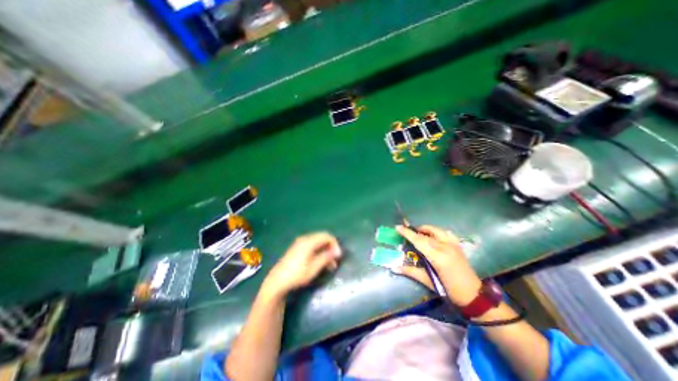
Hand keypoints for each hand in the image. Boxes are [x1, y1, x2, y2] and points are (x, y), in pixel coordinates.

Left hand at [261, 230, 341, 297]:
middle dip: (331, 248)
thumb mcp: (314, 267)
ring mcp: (300, 243)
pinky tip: (321, 263)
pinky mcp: (297, 248)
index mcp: (309, 241)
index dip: (335, 244)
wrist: (277, 281)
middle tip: (335, 261)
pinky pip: (312, 246)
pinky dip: (319, 252)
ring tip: (330, 265)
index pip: (326, 236)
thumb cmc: (297, 274)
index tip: (338, 256)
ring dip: (325, 251)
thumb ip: (326, 257)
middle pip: (322, 238)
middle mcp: (305, 239)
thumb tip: (337, 251)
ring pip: (318, 243)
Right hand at [396, 225, 484, 304]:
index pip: (419, 241)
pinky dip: (437, 232)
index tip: (397, 227)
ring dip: (426, 229)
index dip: (407, 233)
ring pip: (436, 231)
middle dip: (414, 231)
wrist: (474, 296)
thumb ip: (411, 272)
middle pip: (426, 235)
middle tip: (405, 231)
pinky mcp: (458, 246)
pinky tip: (434, 236)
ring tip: (418, 233)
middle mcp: (446, 247)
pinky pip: (446, 233)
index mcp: (438, 257)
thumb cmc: (450, 291)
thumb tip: (394, 267)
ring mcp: (453, 245)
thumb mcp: (429, 282)